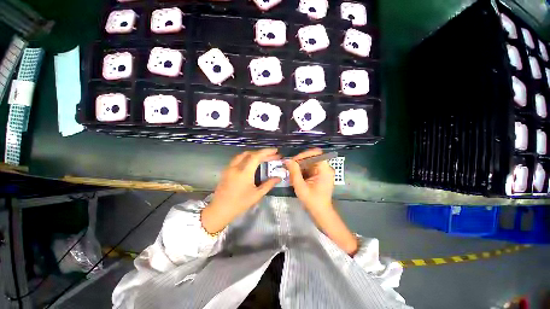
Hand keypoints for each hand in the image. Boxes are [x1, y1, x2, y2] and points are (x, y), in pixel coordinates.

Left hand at [202, 148, 280, 232]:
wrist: (220, 209)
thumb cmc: (240, 203)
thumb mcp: (257, 195)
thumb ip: (268, 184)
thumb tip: (278, 178)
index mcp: (244, 172)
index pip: (256, 156)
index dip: (267, 152)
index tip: (276, 151)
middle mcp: (236, 167)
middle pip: (250, 153)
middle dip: (262, 153)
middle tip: (272, 155)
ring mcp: (230, 167)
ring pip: (243, 154)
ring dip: (254, 154)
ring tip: (264, 157)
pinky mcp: (226, 170)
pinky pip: (238, 159)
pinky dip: (247, 157)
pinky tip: (252, 162)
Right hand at [285, 148, 334, 211]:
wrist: (320, 213)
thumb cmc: (312, 201)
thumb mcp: (300, 186)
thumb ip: (294, 172)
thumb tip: (288, 160)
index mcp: (325, 169)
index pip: (316, 153)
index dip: (304, 155)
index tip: (293, 161)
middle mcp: (326, 168)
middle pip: (312, 158)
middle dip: (299, 162)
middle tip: (289, 167)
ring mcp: (323, 172)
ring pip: (309, 163)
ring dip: (299, 167)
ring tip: (291, 173)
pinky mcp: (320, 175)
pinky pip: (310, 168)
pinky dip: (302, 171)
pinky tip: (296, 177)